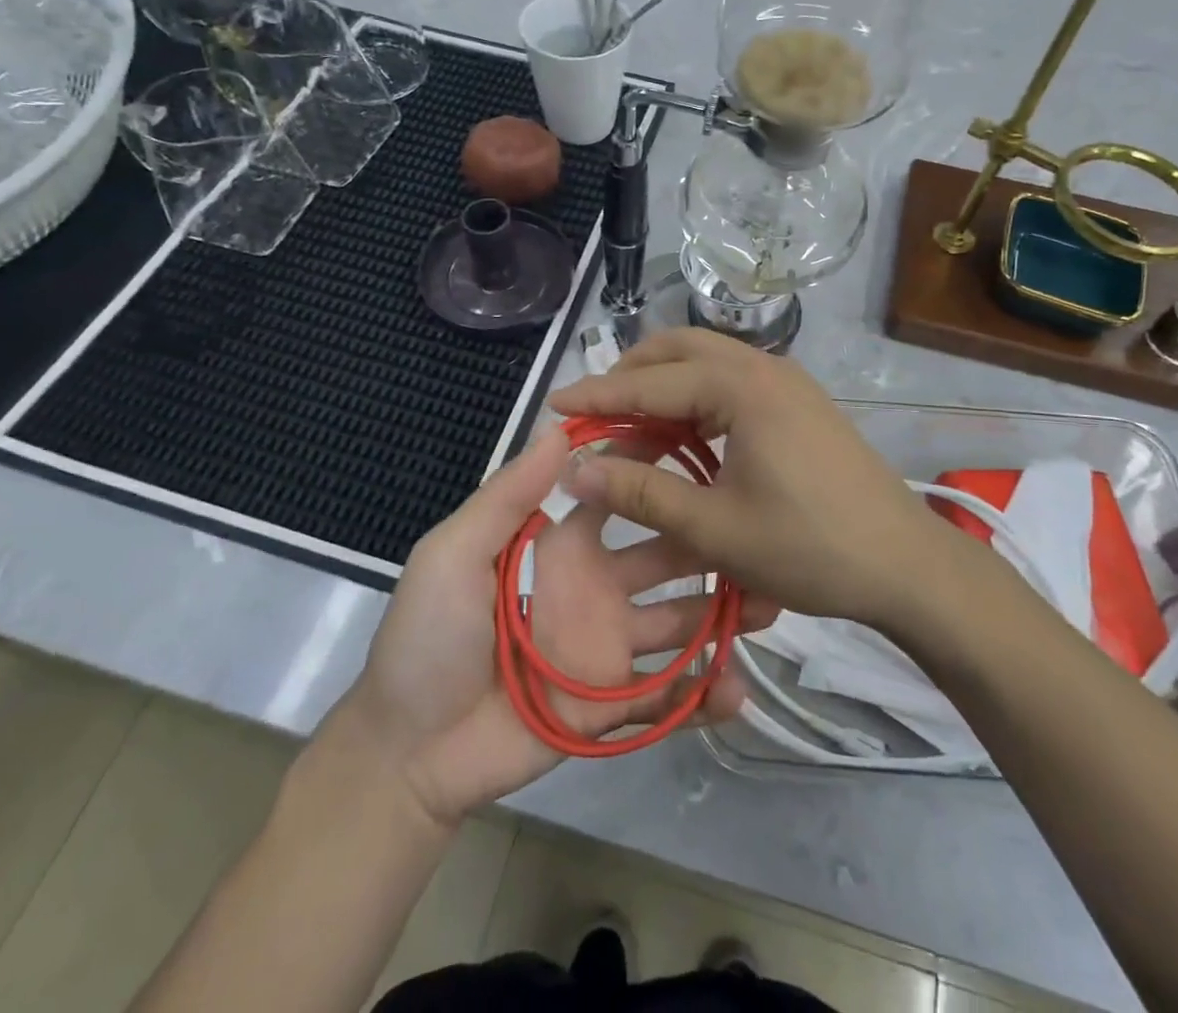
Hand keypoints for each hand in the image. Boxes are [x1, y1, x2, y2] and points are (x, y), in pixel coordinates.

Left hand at [314, 430, 776, 827]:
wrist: (408, 751)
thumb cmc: (427, 636)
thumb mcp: (453, 553)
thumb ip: (508, 495)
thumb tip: (560, 426)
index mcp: (565, 546)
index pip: (623, 498)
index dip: (657, 471)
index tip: (705, 446)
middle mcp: (599, 588)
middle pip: (668, 557)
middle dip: (710, 543)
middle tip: (759, 532)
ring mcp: (611, 648)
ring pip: (681, 622)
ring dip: (723, 613)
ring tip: (770, 603)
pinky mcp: (614, 708)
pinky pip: (668, 696)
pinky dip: (704, 693)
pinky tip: (737, 689)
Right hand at [548, 330, 943, 629]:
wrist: (905, 564)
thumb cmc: (809, 547)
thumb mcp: (714, 528)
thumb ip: (640, 494)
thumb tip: (575, 470)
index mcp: (740, 386)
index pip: (649, 382)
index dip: (596, 396)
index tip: (552, 407)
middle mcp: (763, 367)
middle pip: (678, 349)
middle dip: (630, 375)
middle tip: (593, 415)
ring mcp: (787, 381)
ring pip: (706, 363)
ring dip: (663, 388)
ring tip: (630, 432)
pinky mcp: (799, 403)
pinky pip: (731, 384)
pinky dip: (695, 401)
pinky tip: (682, 440)